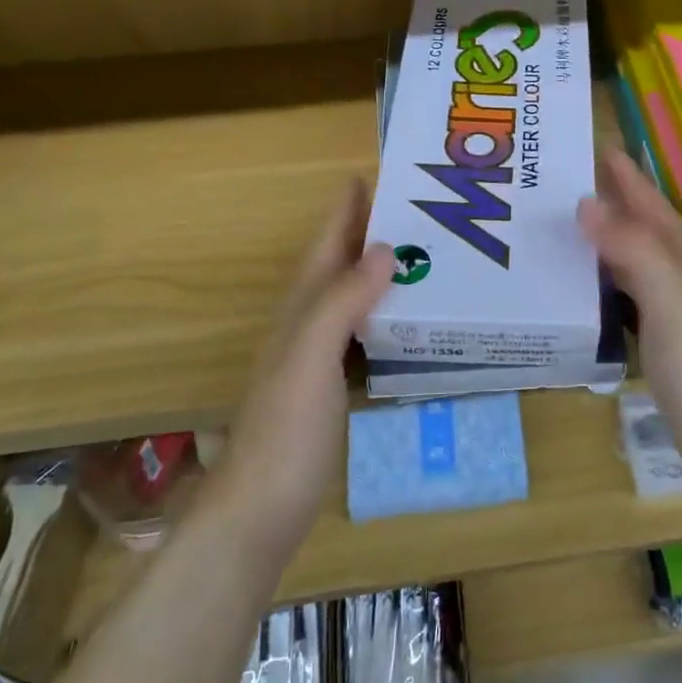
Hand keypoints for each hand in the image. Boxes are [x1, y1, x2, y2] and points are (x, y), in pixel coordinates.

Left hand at [211, 179, 391, 567]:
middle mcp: (308, 323)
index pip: (326, 243)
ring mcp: (317, 356)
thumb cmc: (285, 429)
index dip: (345, 208)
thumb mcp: (312, 357)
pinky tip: (406, 317)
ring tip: (421, 251)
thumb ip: (343, 301)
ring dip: (378, 268)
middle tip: (416, 207)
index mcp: (302, 307)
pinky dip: (383, 311)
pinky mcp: (331, 386)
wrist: (260, 509)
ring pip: (351, 295)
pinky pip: (362, 330)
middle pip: (339, 263)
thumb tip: (384, 248)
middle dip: (368, 230)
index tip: (374, 174)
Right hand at [579, 149, 681, 491]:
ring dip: (605, 241)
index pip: (650, 206)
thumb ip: (631, 249)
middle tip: (566, 184)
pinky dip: (605, 283)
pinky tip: (585, 291)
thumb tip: (586, 203)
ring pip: (633, 262)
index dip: (626, 178)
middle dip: (611, 203)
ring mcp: (674, 313)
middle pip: (641, 229)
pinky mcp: (664, 344)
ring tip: (567, 229)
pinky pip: (627, 297)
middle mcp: (680, 279)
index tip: (598, 147)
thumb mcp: (668, 300)